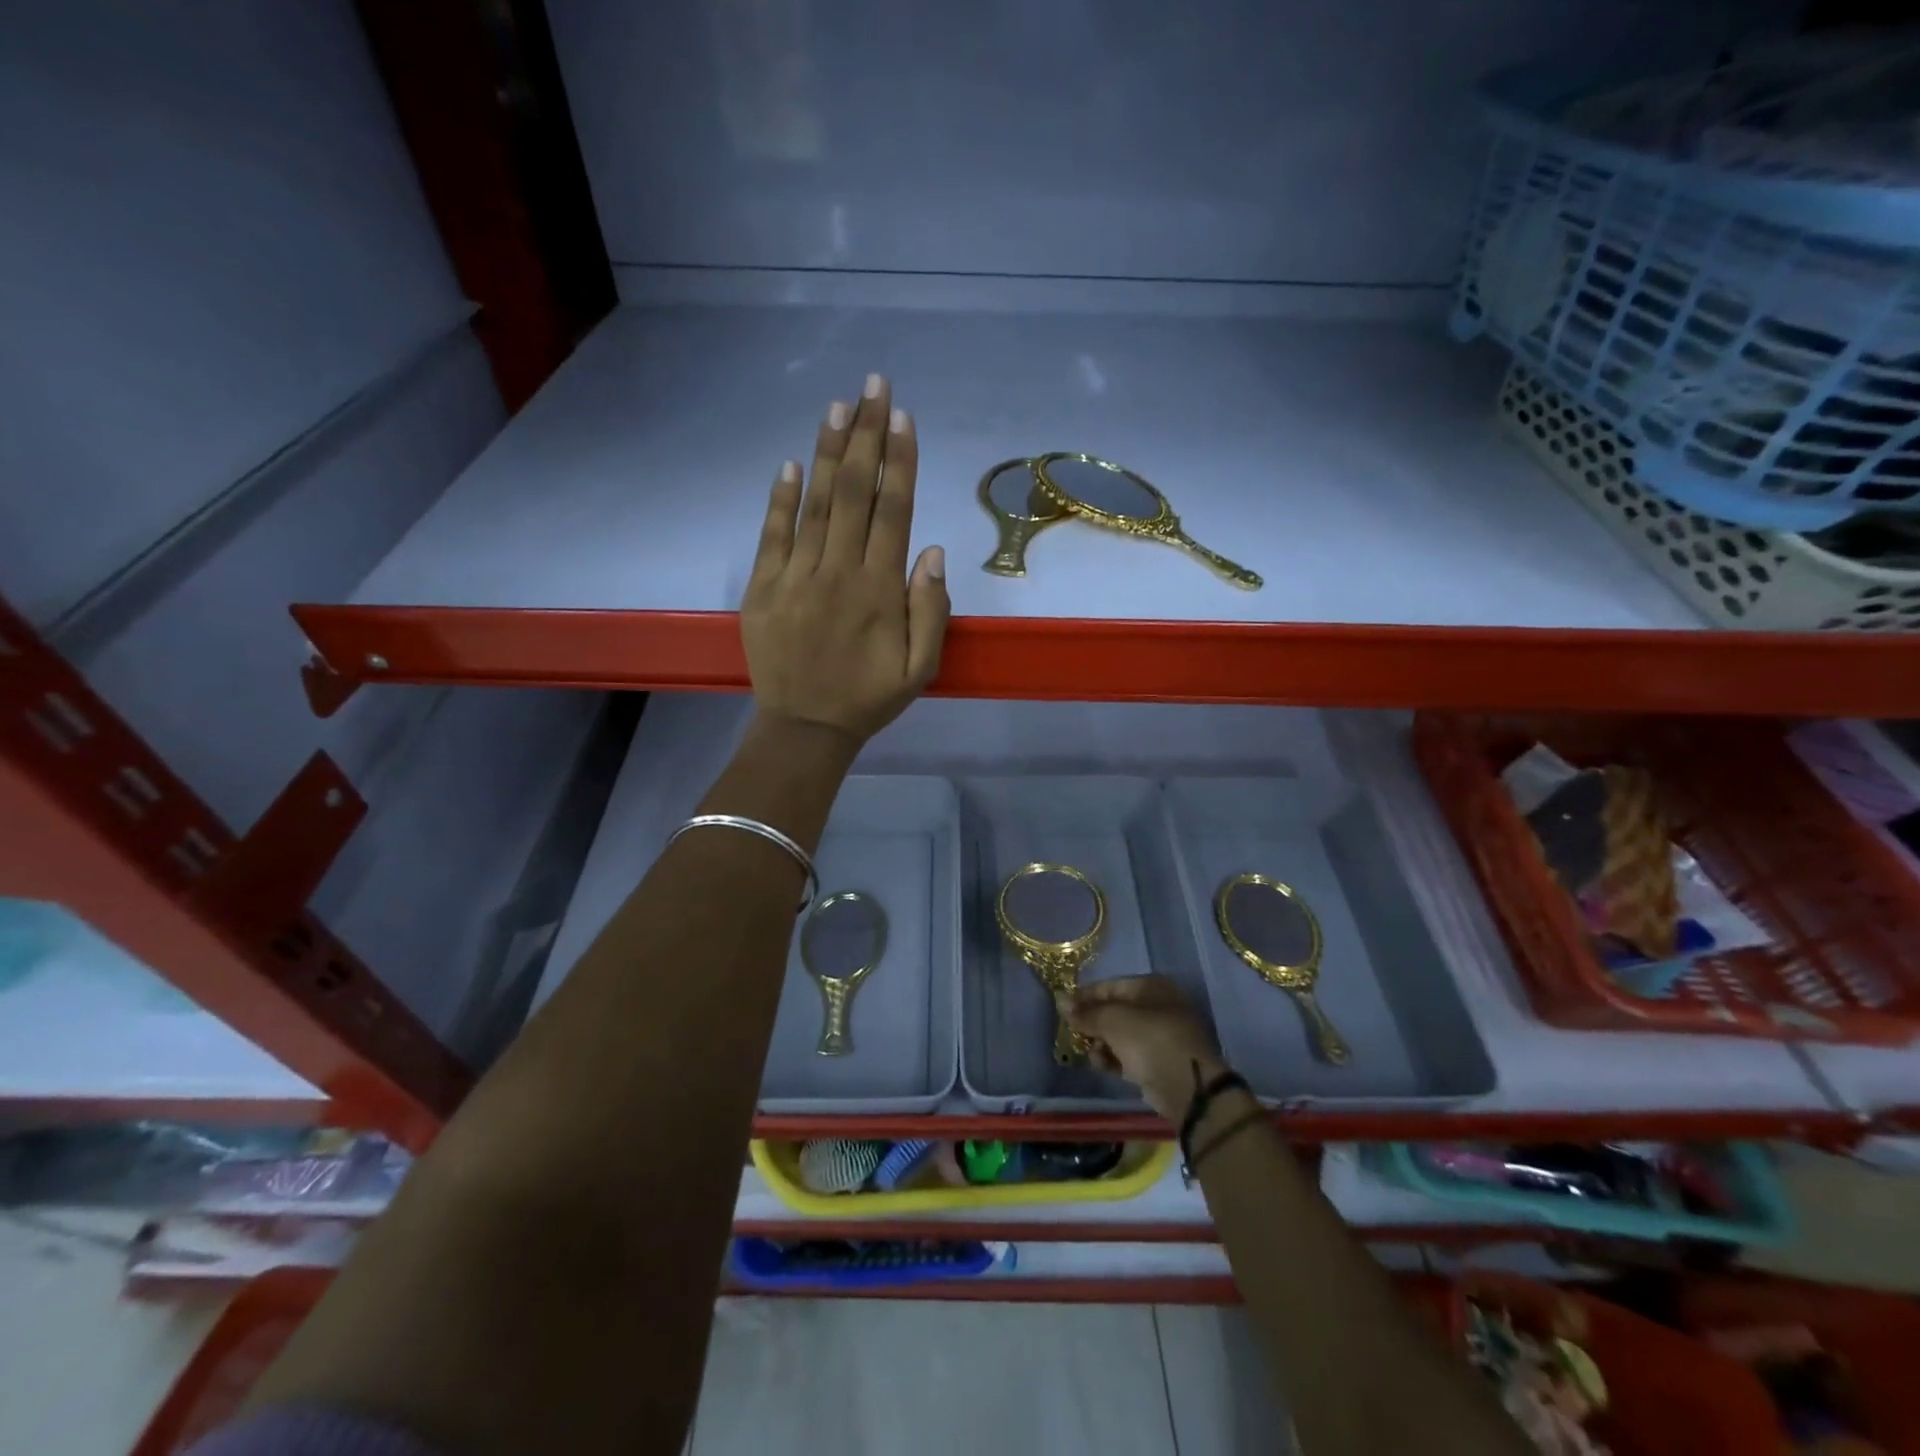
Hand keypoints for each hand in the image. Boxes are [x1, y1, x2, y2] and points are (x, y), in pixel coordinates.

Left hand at [741, 374, 949, 748]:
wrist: (805, 728)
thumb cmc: (869, 698)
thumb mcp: (920, 668)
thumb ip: (931, 610)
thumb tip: (931, 550)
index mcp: (879, 590)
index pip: (892, 511)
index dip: (899, 461)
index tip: (903, 417)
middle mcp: (838, 572)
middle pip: (855, 493)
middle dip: (867, 435)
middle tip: (873, 385)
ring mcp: (796, 578)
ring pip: (815, 504)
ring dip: (829, 452)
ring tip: (839, 406)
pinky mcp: (763, 589)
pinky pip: (773, 535)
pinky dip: (781, 498)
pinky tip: (792, 463)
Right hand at [1065, 976, 1227, 1121]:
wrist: (1186, 1087)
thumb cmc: (1149, 1040)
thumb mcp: (1112, 1020)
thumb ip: (1086, 1012)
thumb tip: (1062, 1002)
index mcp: (1151, 987)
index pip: (1110, 986)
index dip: (1085, 996)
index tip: (1063, 1008)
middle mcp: (1158, 1006)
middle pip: (1115, 1011)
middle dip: (1093, 1022)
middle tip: (1073, 1033)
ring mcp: (1161, 1035)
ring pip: (1121, 1035)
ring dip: (1101, 1043)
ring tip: (1090, 1052)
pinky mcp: (1160, 1062)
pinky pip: (1130, 1055)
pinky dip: (1114, 1058)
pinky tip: (1101, 1064)